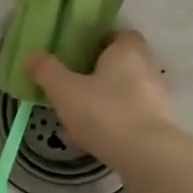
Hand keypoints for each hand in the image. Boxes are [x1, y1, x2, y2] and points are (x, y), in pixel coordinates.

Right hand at [28, 30, 172, 163]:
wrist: (146, 156)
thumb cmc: (104, 112)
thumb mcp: (64, 90)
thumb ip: (47, 71)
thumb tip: (32, 56)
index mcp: (127, 51)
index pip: (121, 35)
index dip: (101, 42)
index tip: (80, 54)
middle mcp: (147, 69)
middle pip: (123, 64)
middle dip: (100, 74)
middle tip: (74, 86)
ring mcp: (157, 99)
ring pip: (126, 93)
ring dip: (106, 102)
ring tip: (79, 118)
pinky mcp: (160, 126)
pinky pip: (132, 118)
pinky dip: (115, 124)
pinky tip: (94, 140)